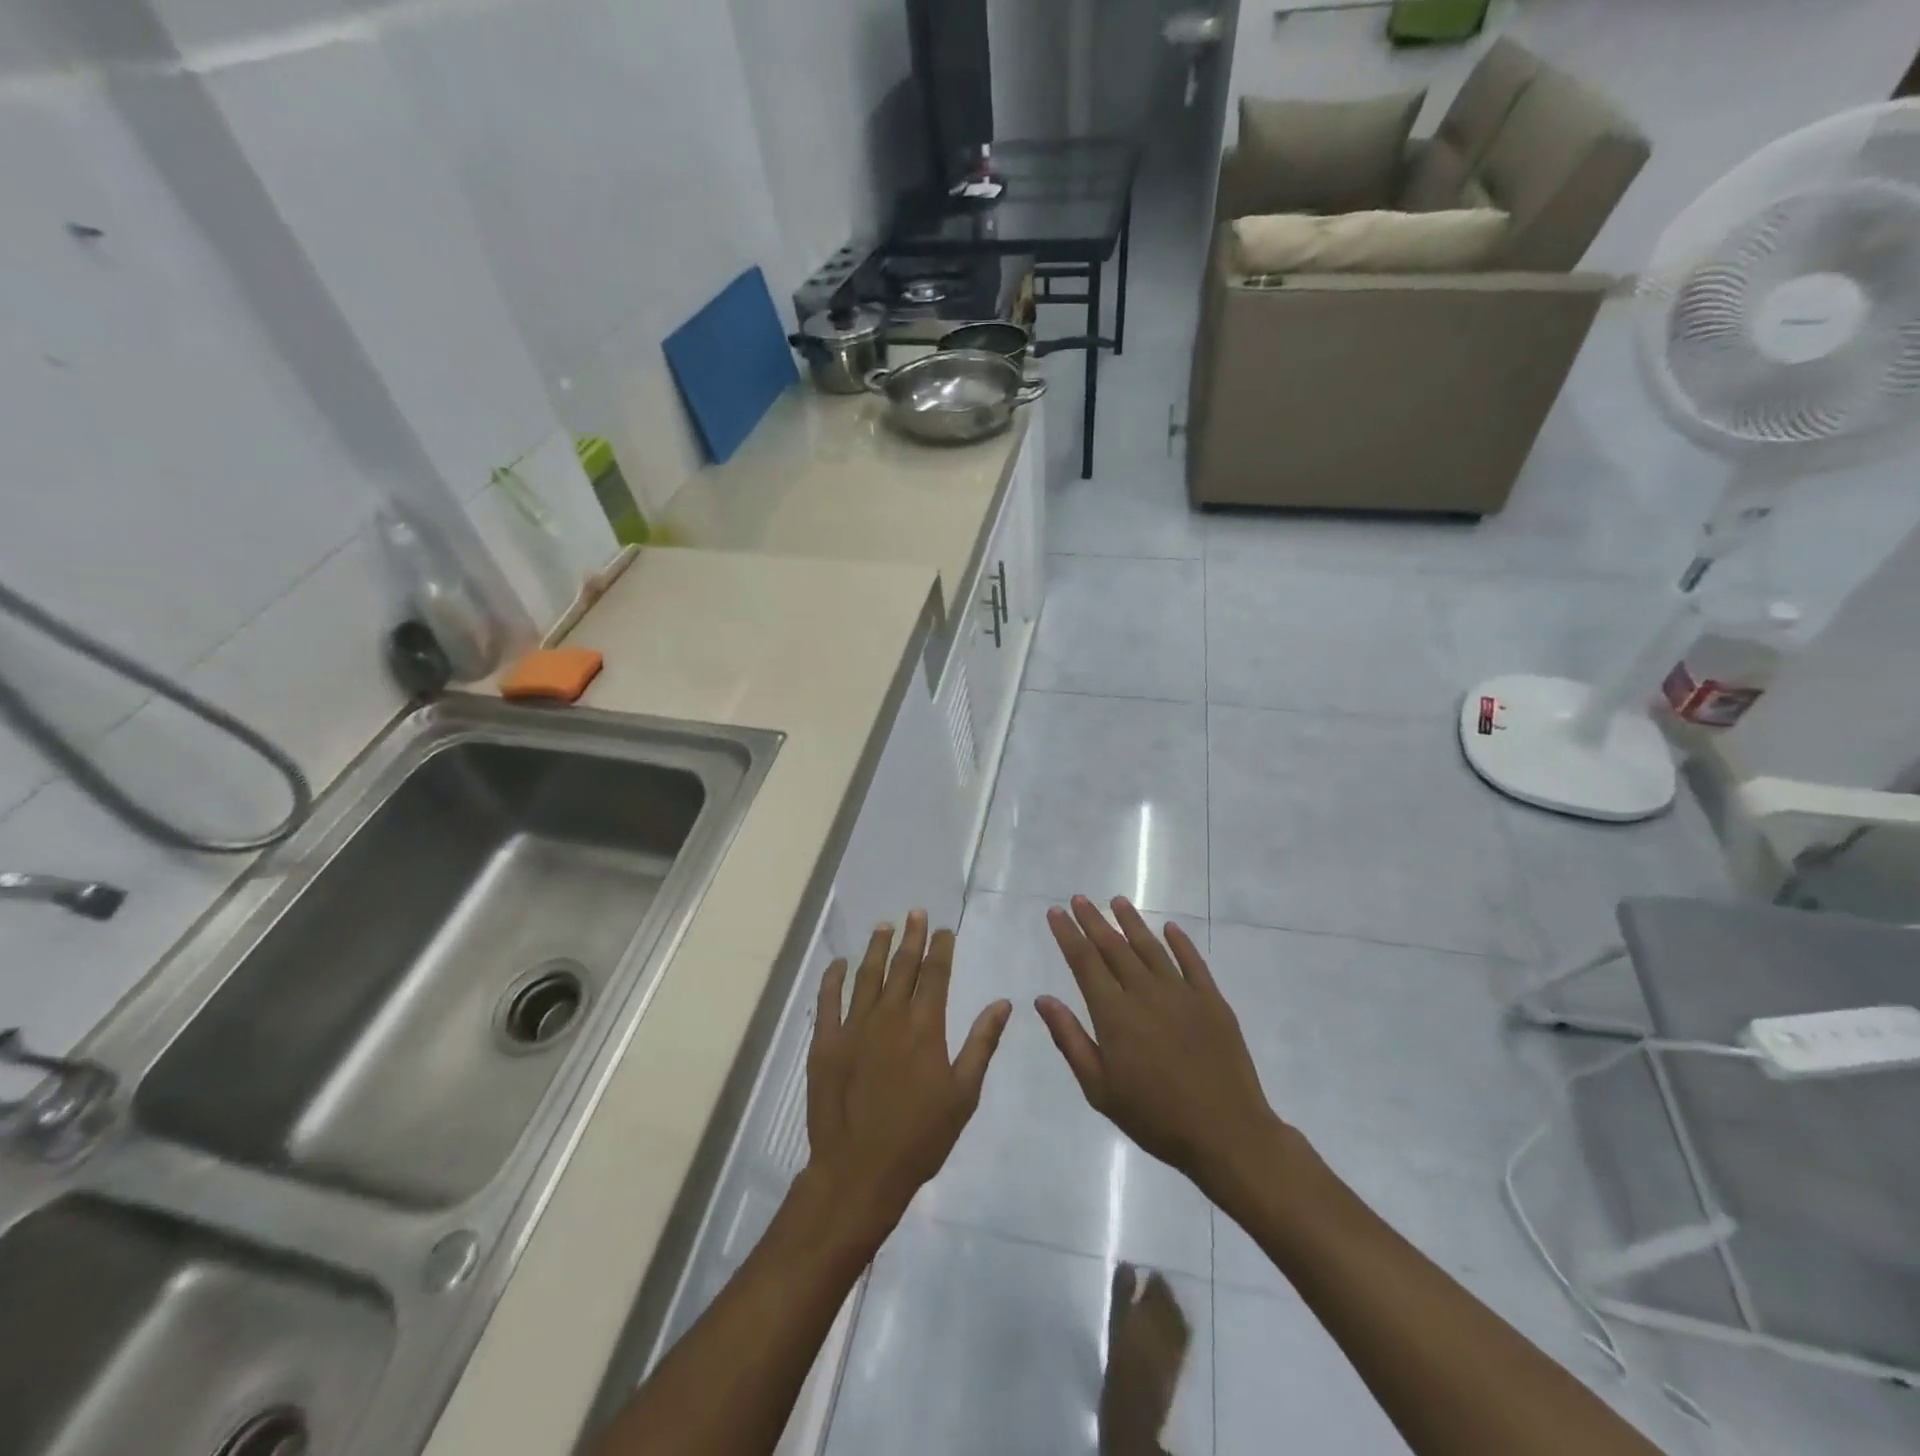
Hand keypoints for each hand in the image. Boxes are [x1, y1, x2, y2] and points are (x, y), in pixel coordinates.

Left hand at [804, 911, 1011, 1237]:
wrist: (860, 1171)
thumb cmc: (920, 1137)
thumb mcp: (963, 1094)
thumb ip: (981, 1044)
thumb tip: (1002, 1003)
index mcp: (925, 1026)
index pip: (935, 974)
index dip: (940, 948)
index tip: (943, 929)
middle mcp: (889, 1016)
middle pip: (902, 966)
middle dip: (911, 937)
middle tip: (916, 913)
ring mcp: (854, 1027)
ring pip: (866, 976)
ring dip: (876, 948)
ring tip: (884, 926)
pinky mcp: (826, 1043)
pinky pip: (828, 1001)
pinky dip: (833, 978)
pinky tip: (838, 963)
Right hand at [1038, 896, 1285, 1193]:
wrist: (1227, 1134)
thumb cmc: (1155, 1117)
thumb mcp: (1100, 1088)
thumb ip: (1070, 1040)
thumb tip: (1043, 999)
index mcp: (1114, 1014)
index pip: (1084, 962)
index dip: (1068, 934)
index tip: (1055, 912)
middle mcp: (1145, 992)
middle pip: (1114, 946)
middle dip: (1093, 920)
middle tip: (1079, 898)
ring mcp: (1182, 993)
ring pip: (1150, 947)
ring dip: (1132, 922)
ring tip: (1117, 901)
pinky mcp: (1212, 1001)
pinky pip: (1192, 962)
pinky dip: (1179, 942)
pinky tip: (1169, 928)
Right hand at [1099, 1263, 1189, 1455]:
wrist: (1134, 1409)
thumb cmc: (1120, 1360)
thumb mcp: (1116, 1321)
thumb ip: (1122, 1292)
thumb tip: (1127, 1265)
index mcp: (1155, 1309)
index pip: (1160, 1285)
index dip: (1154, 1279)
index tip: (1145, 1275)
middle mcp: (1171, 1324)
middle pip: (1170, 1301)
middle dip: (1163, 1293)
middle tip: (1150, 1288)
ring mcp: (1178, 1345)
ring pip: (1178, 1318)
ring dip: (1170, 1310)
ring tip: (1158, 1307)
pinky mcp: (1179, 1364)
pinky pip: (1181, 1336)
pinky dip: (1175, 1327)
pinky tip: (1167, 1330)